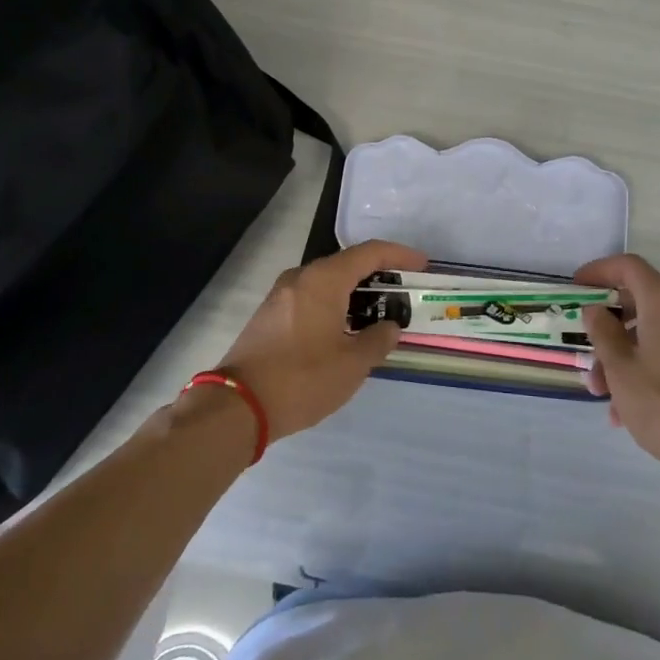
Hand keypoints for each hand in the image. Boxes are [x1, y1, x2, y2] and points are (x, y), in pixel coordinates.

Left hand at [217, 239, 425, 443]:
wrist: (237, 406)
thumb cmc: (302, 379)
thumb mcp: (352, 364)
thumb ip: (378, 340)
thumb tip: (389, 327)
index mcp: (324, 280)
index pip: (370, 253)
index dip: (399, 255)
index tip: (422, 265)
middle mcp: (301, 277)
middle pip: (347, 263)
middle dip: (378, 274)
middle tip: (402, 292)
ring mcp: (281, 295)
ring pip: (327, 281)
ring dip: (355, 291)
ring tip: (378, 313)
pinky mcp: (270, 314)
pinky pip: (311, 297)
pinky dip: (335, 303)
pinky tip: (345, 328)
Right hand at [575, 254, 659, 481]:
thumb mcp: (620, 368)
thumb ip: (602, 332)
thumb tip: (596, 309)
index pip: (630, 267)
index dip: (600, 271)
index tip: (577, 287)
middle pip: (639, 303)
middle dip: (607, 328)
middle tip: (586, 355)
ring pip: (651, 334)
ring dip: (622, 356)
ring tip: (603, 396)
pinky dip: (644, 368)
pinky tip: (626, 410)